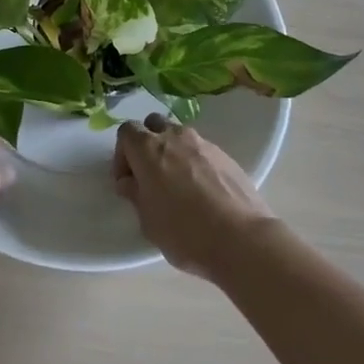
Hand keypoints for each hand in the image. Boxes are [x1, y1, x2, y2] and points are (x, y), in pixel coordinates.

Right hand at [112, 114, 278, 278]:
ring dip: (172, 152)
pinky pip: (201, 150)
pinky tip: (202, 191)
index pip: (126, 131)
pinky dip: (195, 162)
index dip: (122, 154)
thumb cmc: (185, 232)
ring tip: (179, 185)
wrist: (241, 238)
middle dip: (147, 144)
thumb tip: (130, 182)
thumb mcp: (148, 221)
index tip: (128, 181)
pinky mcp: (225, 155)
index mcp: (149, 149)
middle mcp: (175, 137)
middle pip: (153, 125)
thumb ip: (135, 194)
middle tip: (150, 176)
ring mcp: (203, 143)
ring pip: (179, 136)